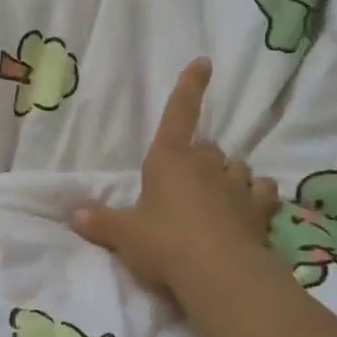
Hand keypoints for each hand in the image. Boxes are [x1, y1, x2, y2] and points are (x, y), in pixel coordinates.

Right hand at [72, 58, 278, 299]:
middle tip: (184, 181)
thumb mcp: (125, 235)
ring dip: (227, 175)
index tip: (204, 62)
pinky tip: (250, 207)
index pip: (178, 114)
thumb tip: (74, 214)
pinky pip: (262, 190)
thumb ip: (101, 222)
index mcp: (169, 160)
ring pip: (236, 166)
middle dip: (197, 158)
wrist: (219, 274)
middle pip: (206, 147)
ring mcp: (236, 185)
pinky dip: (255, 195)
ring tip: (217, 195)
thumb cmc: (164, 243)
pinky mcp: (260, 209)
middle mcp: (205, 164)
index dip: (189, 87)